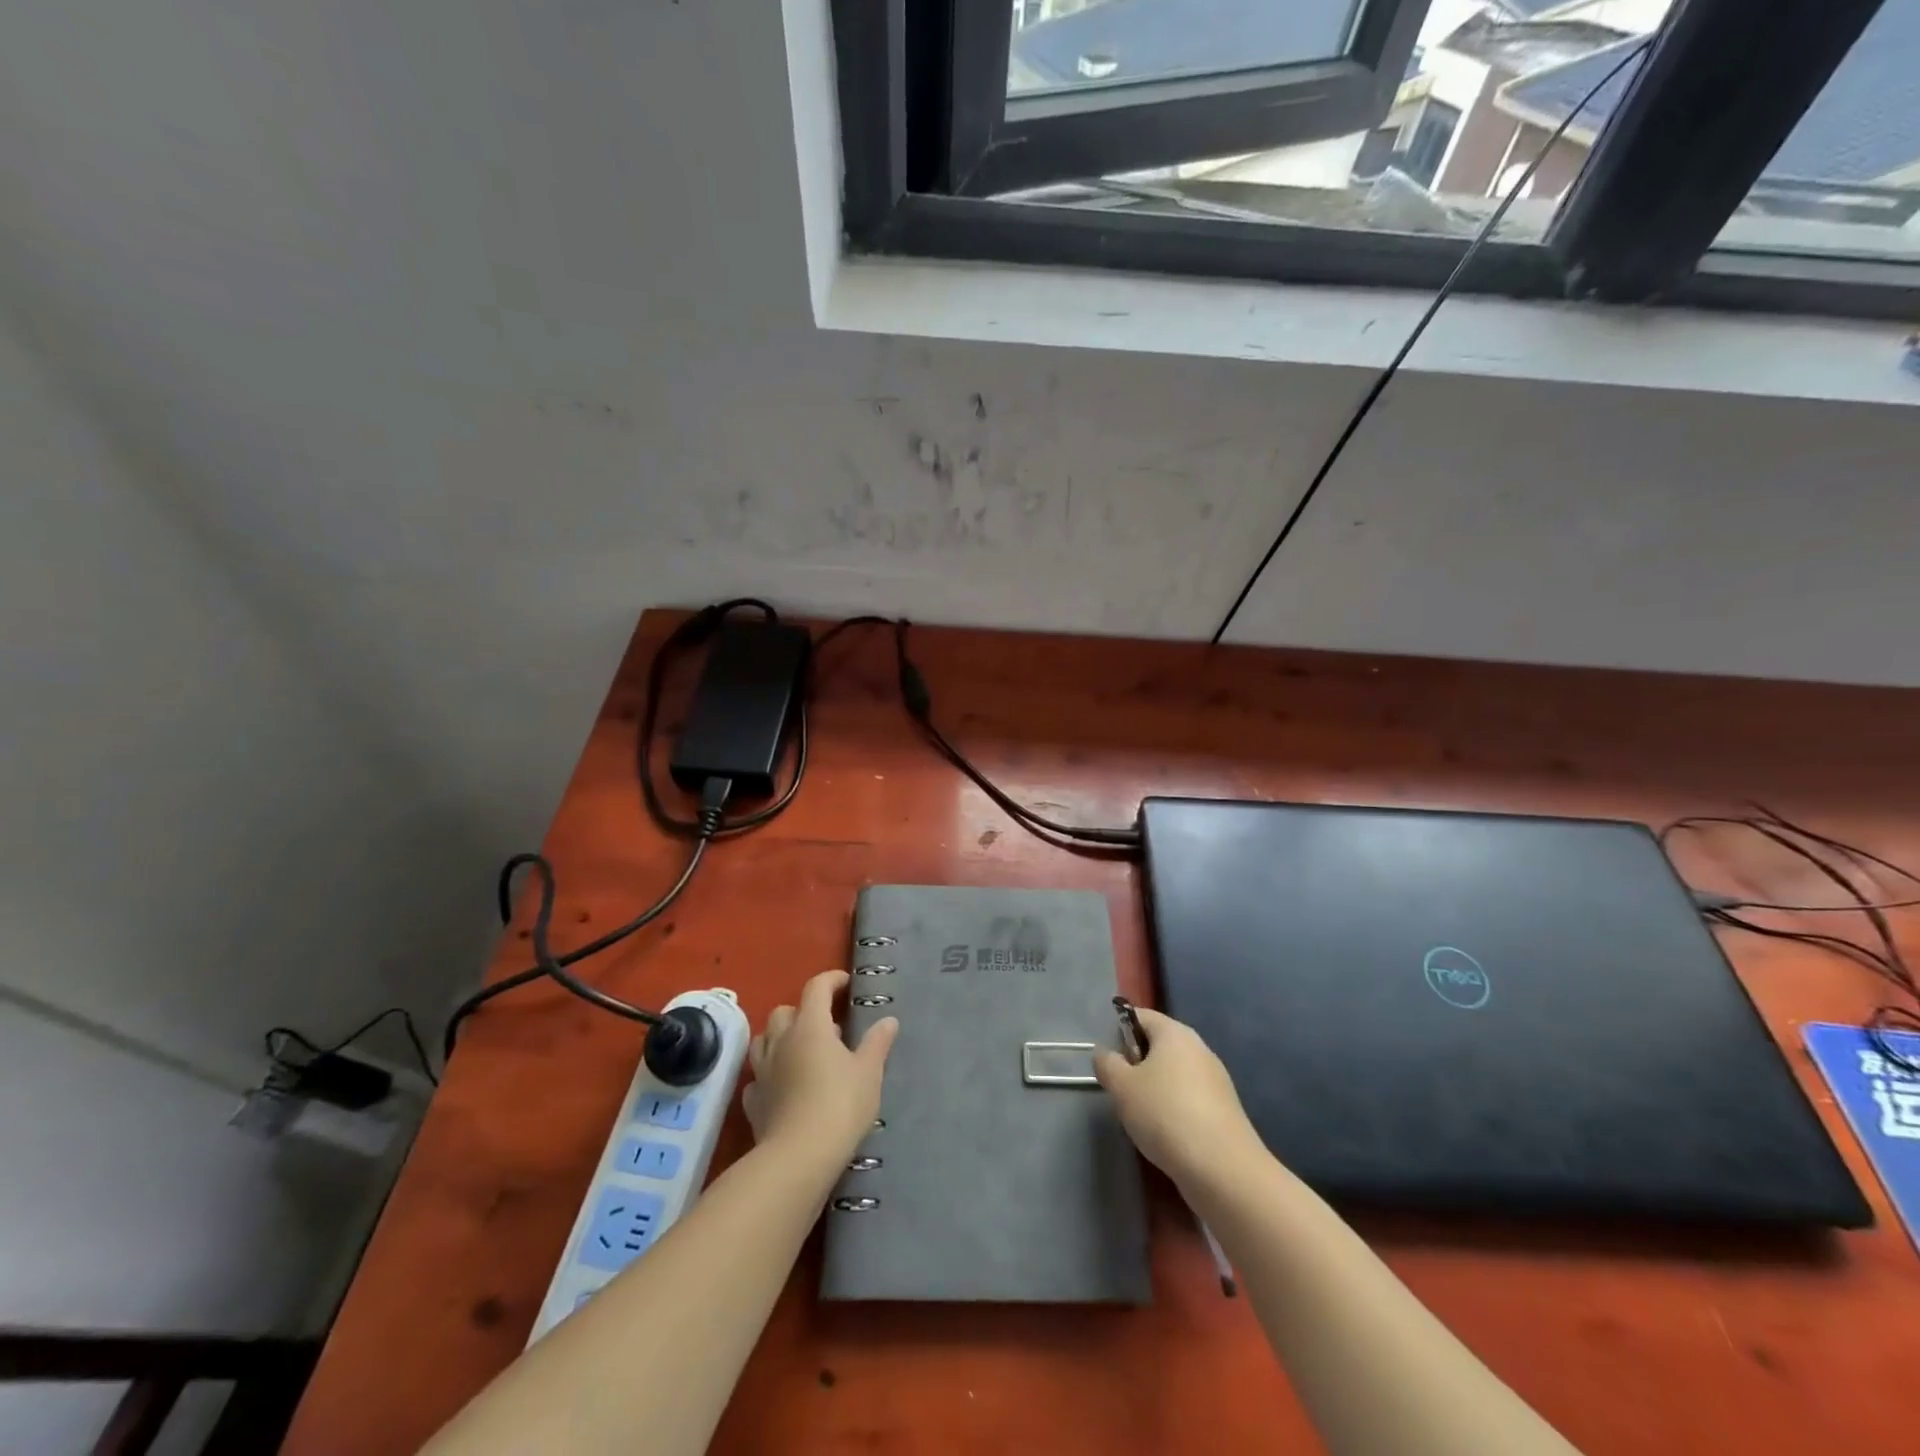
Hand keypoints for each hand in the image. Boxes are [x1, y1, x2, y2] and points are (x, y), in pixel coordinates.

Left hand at [743, 970, 897, 1164]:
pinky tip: (782, 1086)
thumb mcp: (869, 1072)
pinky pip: (757, 1077)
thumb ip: (877, 1043)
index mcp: (810, 1026)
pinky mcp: (753, 1102)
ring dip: (780, 1038)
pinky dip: (769, 1075)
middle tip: (826, 1027)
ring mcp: (762, 1071)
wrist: (799, 1157)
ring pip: (764, 1040)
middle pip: (785, 1011)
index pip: (816, 988)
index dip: (831, 980)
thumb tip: (888, 1020)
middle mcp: (781, 1041)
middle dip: (803, 1011)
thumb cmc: (840, 1105)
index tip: (845, 984)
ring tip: (801, 1052)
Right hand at [1094, 1008, 1263, 1191]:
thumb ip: (1107, 1064)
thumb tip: (1105, 1054)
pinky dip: (1174, 1109)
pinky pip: (1190, 1098)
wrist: (1223, 1170)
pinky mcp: (1225, 1110)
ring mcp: (1216, 1079)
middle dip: (1136, 1064)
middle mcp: (1199, 1048)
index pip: (1140, 1016)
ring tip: (1141, 1116)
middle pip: (1158, 1045)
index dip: (1118, 1031)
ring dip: (1154, 1089)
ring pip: (1174, 1074)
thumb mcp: (1122, 1087)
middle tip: (1121, 1090)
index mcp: (1175, 1032)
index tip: (1108, 1060)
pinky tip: (1166, 1134)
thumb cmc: (1165, 1115)